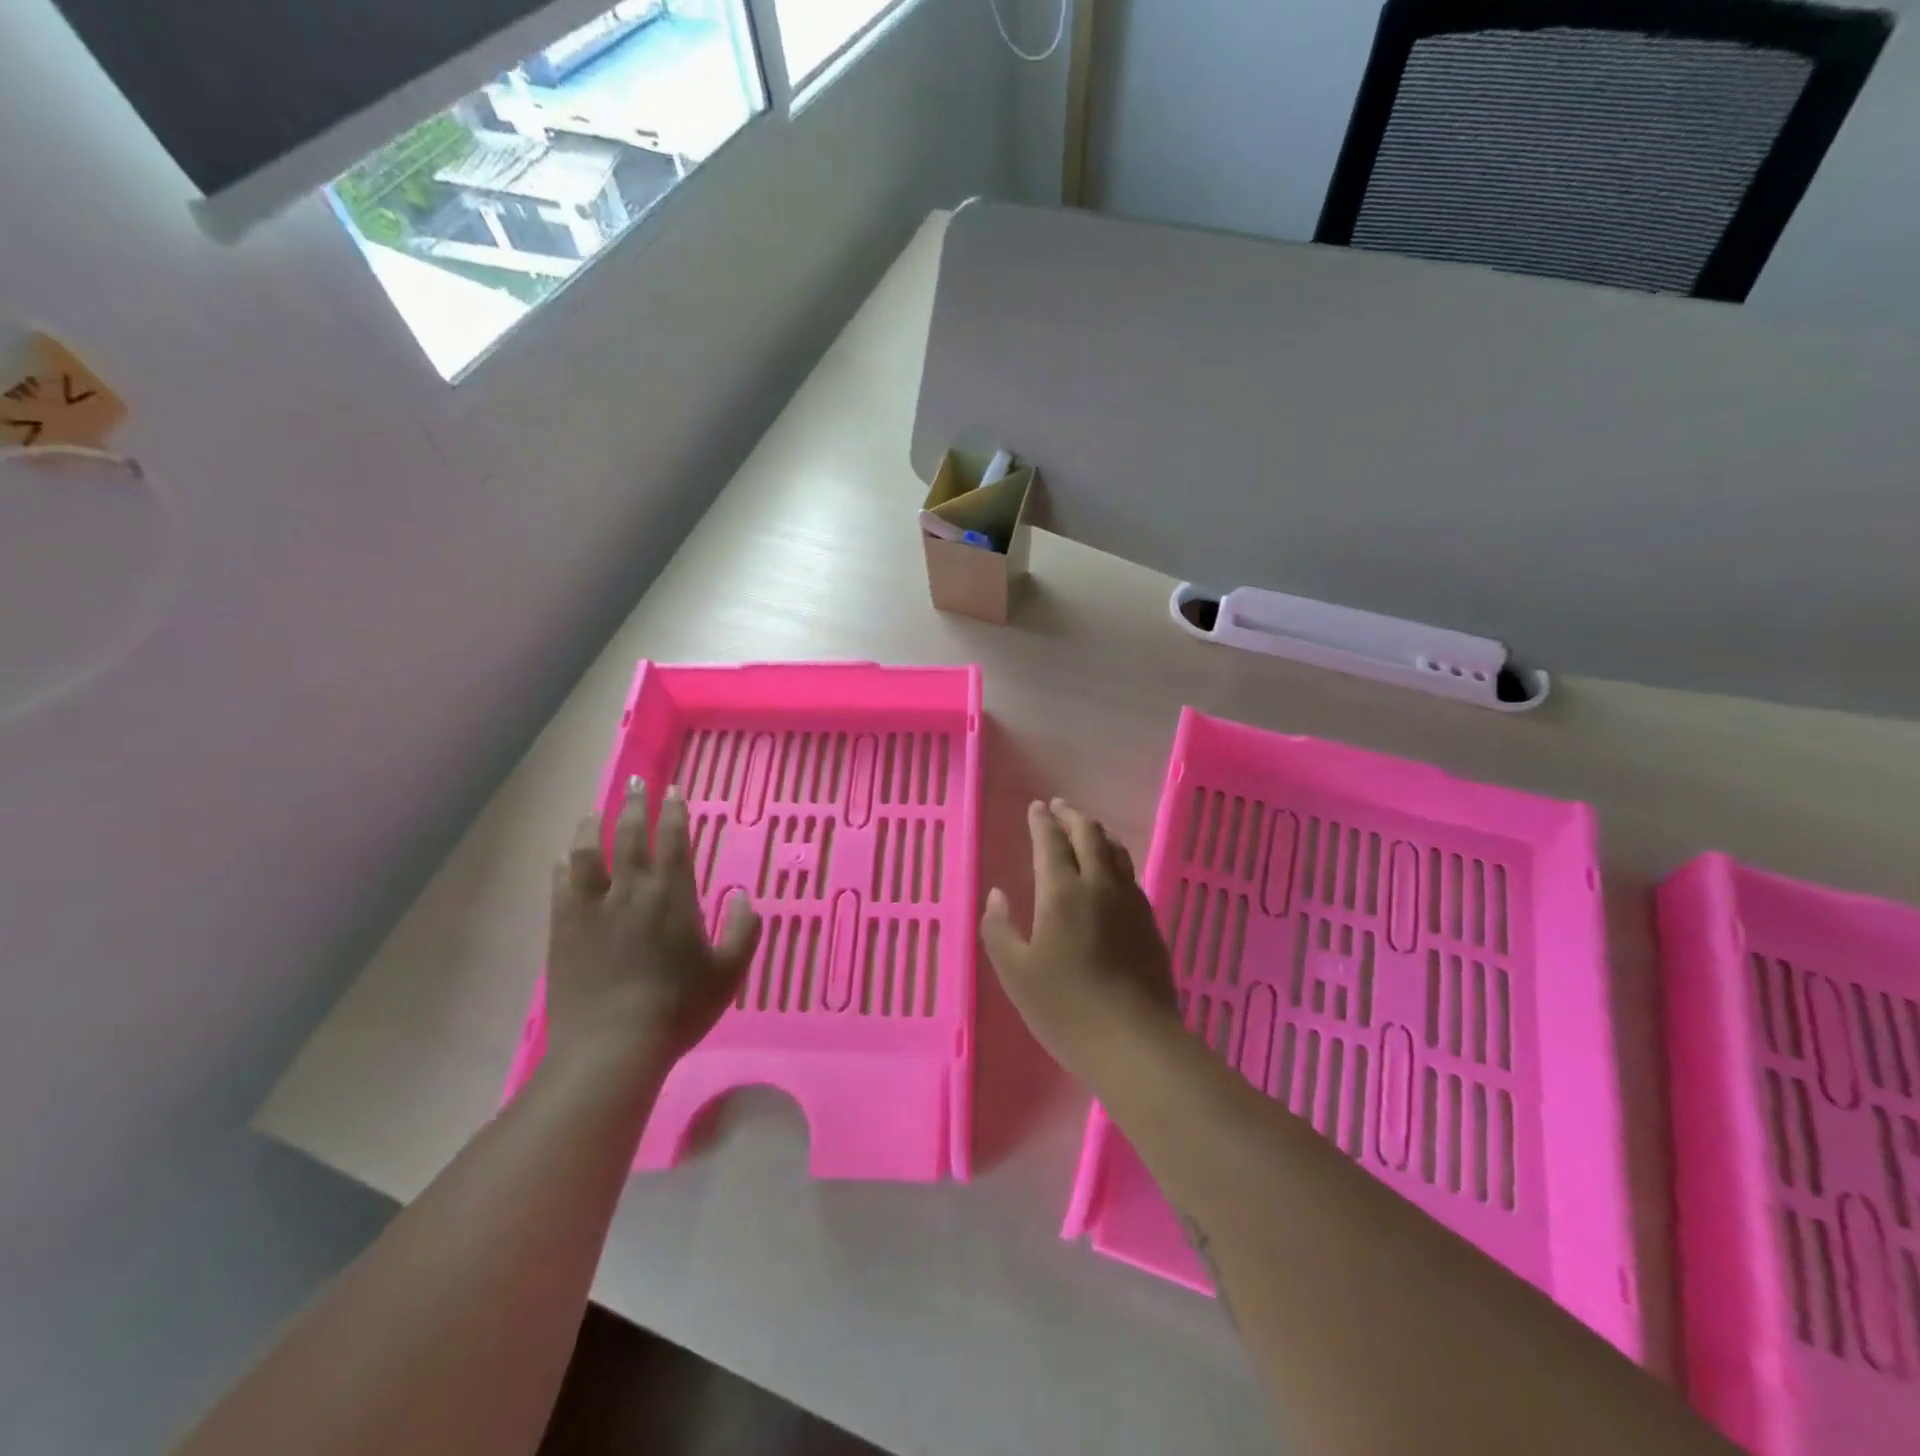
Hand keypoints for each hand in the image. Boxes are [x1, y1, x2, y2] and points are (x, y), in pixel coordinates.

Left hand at [546, 776, 761, 1080]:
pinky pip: (561, 887)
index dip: (675, 812)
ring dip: (592, 828)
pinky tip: (562, 860)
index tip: (674, 791)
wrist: (612, 1047)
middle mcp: (631, 890)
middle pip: (630, 835)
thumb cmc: (679, 1008)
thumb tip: (743, 895)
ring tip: (593, 812)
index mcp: (672, 895)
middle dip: (634, 804)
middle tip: (635, 781)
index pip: (674, 840)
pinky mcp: (564, 931)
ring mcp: (592, 909)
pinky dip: (563, 867)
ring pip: (588, 854)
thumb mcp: (729, 972)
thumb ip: (743, 930)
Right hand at [980, 798, 1177, 1078]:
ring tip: (1087, 828)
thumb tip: (997, 895)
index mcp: (1062, 892)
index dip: (1042, 822)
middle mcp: (1100, 885)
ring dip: (1097, 833)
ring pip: (1115, 852)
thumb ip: (999, 928)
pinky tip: (1111, 872)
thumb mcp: (1015, 973)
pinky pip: (1130, 875)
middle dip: (1072, 816)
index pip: (1051, 842)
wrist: (1134, 1042)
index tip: (1036, 807)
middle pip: (1089, 836)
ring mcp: (1130, 903)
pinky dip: (1115, 859)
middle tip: (1059, 807)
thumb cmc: (1065, 1008)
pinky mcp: (1150, 923)